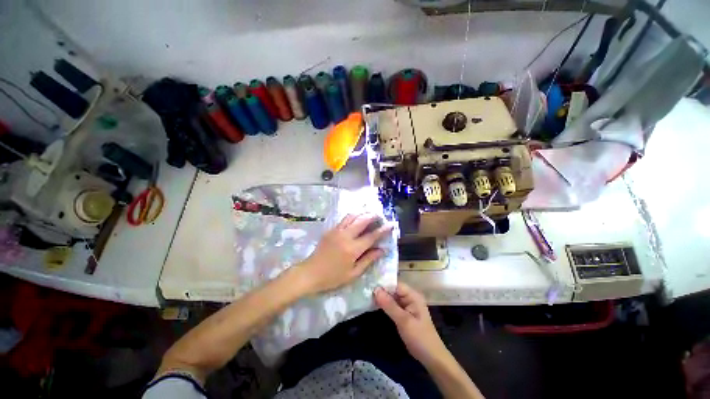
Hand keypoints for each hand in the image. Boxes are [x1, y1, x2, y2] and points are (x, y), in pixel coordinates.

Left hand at [297, 213, 392, 293]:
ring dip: (362, 214)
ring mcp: (337, 231)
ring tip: (369, 215)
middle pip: (362, 220)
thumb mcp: (353, 273)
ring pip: (352, 216)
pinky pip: (344, 219)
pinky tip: (356, 219)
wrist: (310, 273)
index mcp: (352, 249)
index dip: (383, 230)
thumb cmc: (333, 277)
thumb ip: (368, 260)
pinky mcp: (330, 230)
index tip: (391, 224)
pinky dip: (353, 217)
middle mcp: (345, 236)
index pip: (371, 236)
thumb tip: (382, 250)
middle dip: (372, 216)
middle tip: (380, 216)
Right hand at [375, 283, 447, 365]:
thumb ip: (389, 305)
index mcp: (413, 295)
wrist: (431, 358)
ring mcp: (407, 305)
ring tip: (367, 297)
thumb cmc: (419, 337)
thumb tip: (376, 290)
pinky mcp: (404, 313)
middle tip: (365, 291)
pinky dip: (385, 305)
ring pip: (392, 298)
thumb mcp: (403, 321)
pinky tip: (374, 305)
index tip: (369, 286)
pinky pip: (393, 305)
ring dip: (382, 298)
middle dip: (381, 291)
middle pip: (393, 290)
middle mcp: (410, 297)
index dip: (383, 285)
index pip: (395, 284)